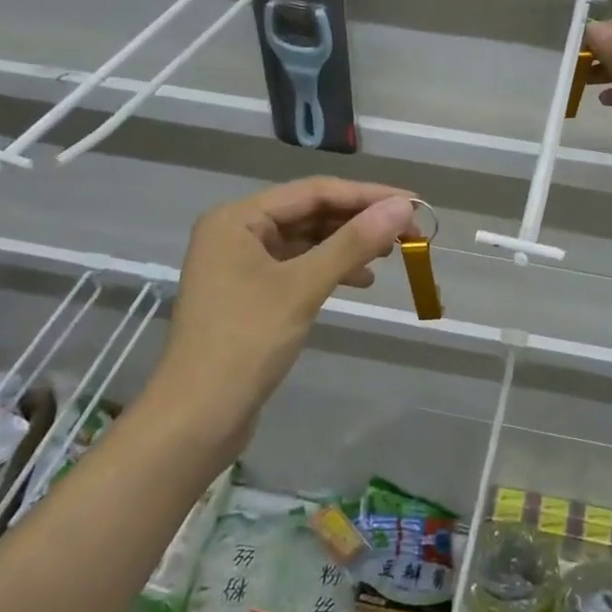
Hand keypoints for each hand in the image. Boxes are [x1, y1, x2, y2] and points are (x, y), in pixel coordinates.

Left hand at [151, 177, 414, 450]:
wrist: (197, 419)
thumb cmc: (246, 343)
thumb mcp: (303, 287)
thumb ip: (353, 243)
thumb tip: (402, 207)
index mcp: (238, 218)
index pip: (314, 192)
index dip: (367, 195)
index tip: (414, 203)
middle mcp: (236, 231)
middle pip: (310, 213)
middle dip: (360, 221)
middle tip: (409, 232)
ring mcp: (240, 264)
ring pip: (306, 240)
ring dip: (348, 245)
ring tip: (391, 254)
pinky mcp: (249, 293)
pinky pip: (298, 266)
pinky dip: (330, 269)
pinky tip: (361, 280)